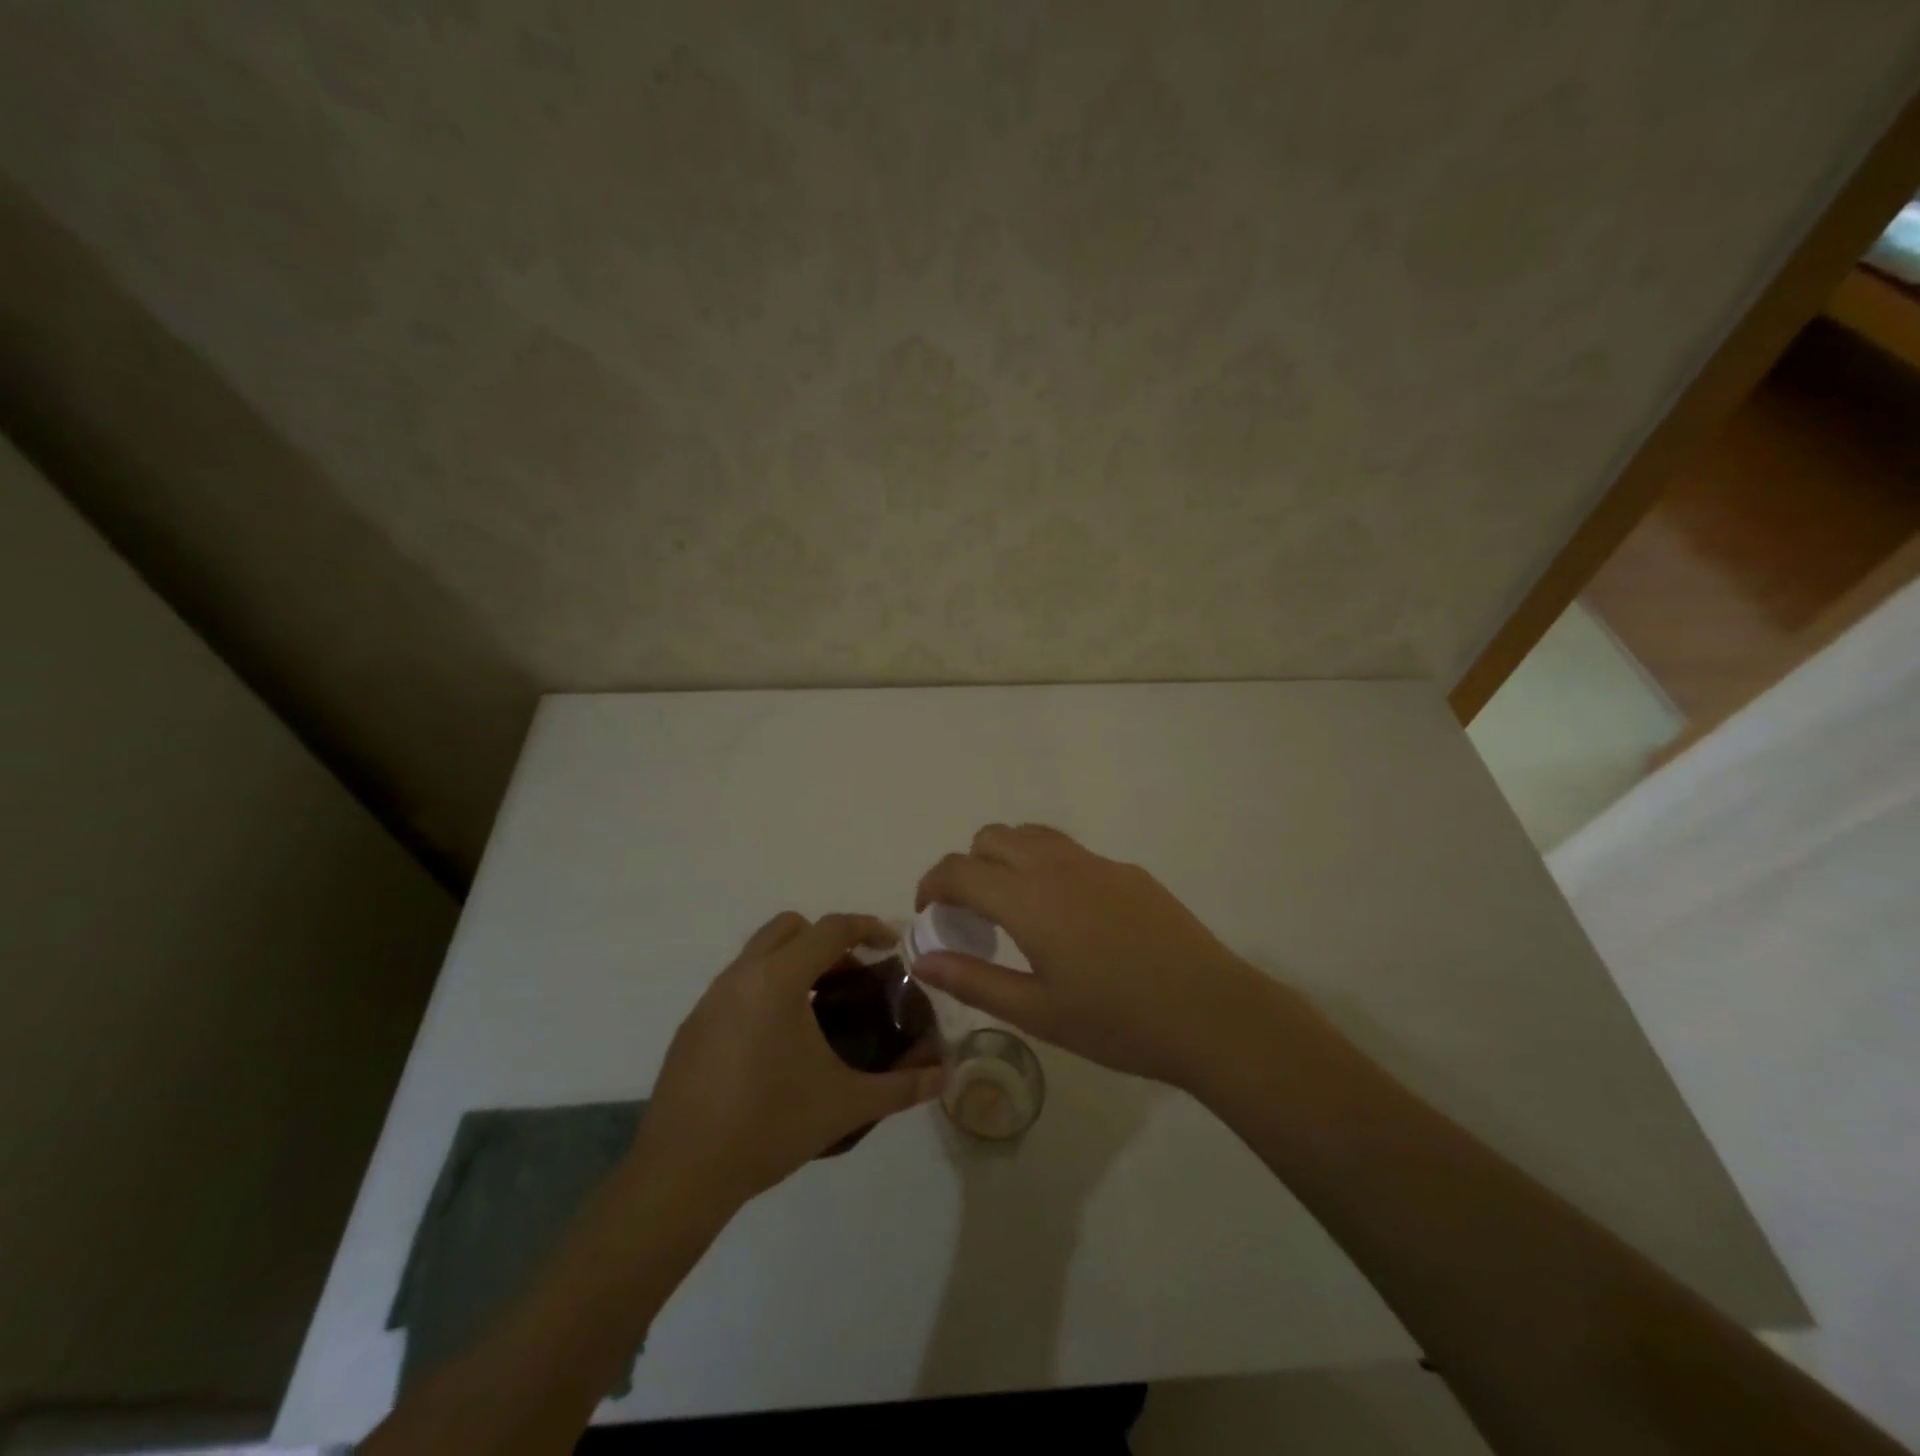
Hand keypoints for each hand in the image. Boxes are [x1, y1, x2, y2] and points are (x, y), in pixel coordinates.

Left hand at [628, 913, 943, 1212]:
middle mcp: (741, 976)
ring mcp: (710, 999)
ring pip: (758, 954)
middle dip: (825, 939)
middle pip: (789, 927)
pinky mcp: (692, 1026)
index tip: (891, 945)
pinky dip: (764, 990)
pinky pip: (737, 985)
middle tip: (851, 976)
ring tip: (818, 1010)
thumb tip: (944, 1077)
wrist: (681, 1175)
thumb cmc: (769, 1126)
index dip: (867, 927)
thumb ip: (901, 1087)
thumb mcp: (845, 1105)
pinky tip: (776, 1043)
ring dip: (792, 964)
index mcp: (779, 980)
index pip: (831, 929)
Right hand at [914, 825, 1273, 1089]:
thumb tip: (922, 959)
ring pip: (1033, 835)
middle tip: (972, 915)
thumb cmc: (1117, 1021)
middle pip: (992, 837)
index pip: (959, 869)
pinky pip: (1070, 852)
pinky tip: (1070, 920)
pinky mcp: (1128, 871)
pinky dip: (1046, 867)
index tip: (929, 913)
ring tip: (1014, 908)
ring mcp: (1097, 863)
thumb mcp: (1037, 1012)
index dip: (932, 884)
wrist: (1211, 1013)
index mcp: (1028, 899)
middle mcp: (1057, 866)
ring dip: (1007, 858)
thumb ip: (973, 980)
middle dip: (968, 866)